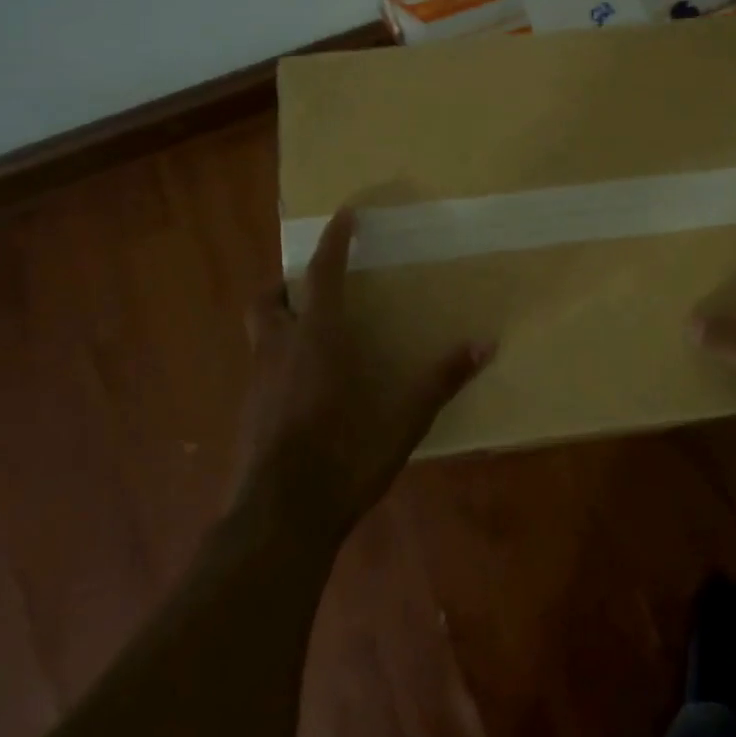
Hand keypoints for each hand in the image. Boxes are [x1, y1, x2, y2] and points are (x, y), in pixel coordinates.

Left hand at [234, 208, 493, 544]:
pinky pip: (262, 369)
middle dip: (287, 283)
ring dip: (282, 320)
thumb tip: (486, 344)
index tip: (345, 214)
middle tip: (314, 286)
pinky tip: (306, 388)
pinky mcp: (249, 415)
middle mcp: (279, 351)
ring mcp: (257, 385)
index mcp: (317, 340)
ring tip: (315, 333)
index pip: (322, 274)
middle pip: (267, 299)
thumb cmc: (343, 459)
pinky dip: (280, 360)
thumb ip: (441, 381)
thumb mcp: (402, 422)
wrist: (277, 522)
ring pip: (260, 334)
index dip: (334, 241)